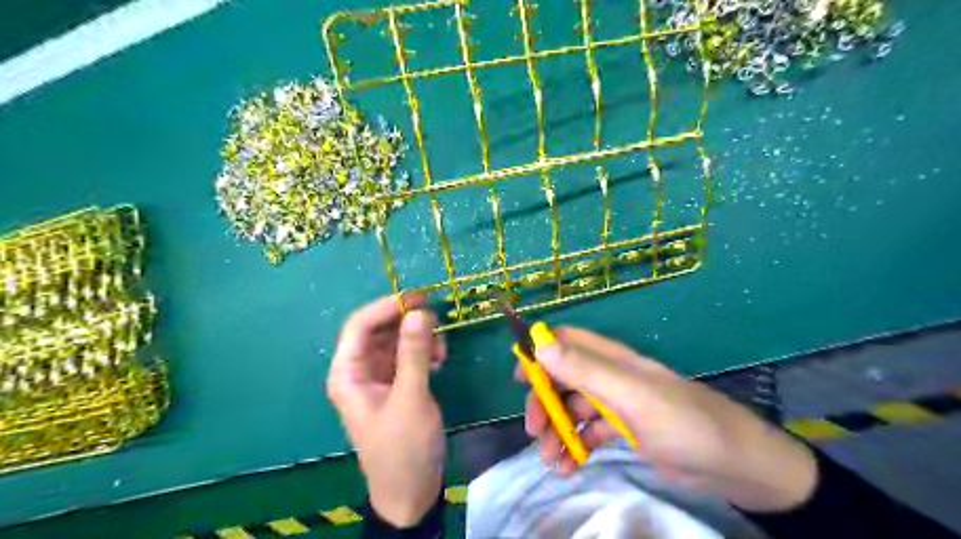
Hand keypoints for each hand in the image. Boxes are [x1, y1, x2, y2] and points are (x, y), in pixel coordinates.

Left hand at [327, 296, 446, 525]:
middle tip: (435, 317)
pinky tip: (439, 361)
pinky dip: (424, 352)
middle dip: (406, 322)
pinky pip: (408, 356)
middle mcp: (360, 370)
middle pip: (380, 330)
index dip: (386, 307)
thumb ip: (414, 353)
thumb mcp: (411, 398)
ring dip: (419, 338)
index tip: (418, 298)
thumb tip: (419, 311)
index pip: (360, 326)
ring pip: (397, 341)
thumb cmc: (403, 447)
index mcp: (348, 373)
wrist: (411, 490)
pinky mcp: (397, 384)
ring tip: (441, 350)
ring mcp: (379, 377)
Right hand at [523, 326, 813, 510]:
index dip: (540, 351)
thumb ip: (585, 369)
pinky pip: (588, 433)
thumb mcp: (630, 394)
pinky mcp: (624, 430)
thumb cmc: (682, 421)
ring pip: (572, 409)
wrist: (735, 464)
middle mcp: (610, 376)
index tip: (518, 377)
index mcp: (611, 359)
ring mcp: (616, 404)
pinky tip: (569, 467)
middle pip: (563, 379)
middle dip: (544, 402)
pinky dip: (574, 447)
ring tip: (551, 461)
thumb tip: (539, 345)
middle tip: (534, 431)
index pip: (566, 341)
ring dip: (556, 431)